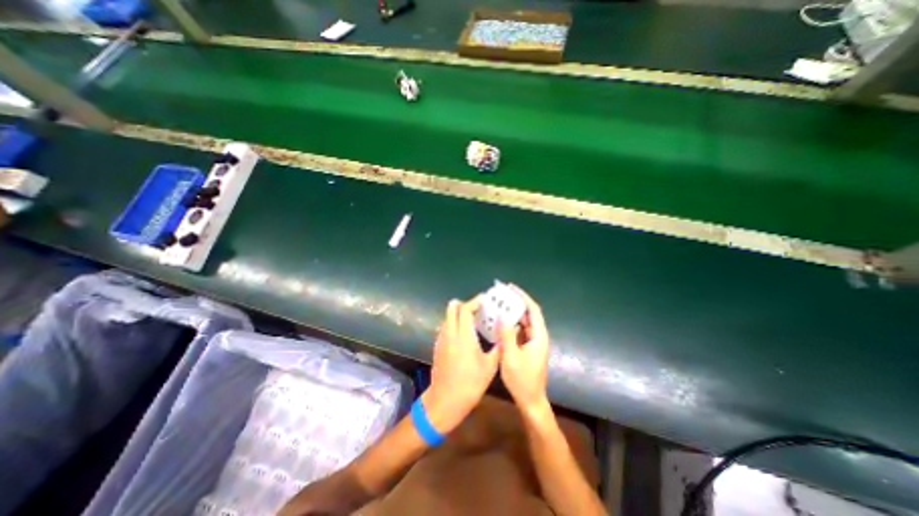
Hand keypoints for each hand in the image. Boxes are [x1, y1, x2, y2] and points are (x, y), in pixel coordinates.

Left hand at [425, 296, 501, 432]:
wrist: (445, 400)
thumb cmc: (470, 384)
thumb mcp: (489, 367)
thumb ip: (498, 348)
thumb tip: (504, 336)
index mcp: (463, 336)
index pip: (465, 309)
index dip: (475, 302)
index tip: (484, 300)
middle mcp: (450, 333)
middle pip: (452, 308)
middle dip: (464, 304)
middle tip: (477, 309)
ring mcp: (441, 339)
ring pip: (447, 317)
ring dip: (458, 314)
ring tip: (472, 320)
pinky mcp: (437, 346)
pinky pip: (445, 327)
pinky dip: (453, 323)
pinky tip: (463, 334)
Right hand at [501, 283, 546, 416]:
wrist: (531, 401)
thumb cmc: (522, 380)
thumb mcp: (511, 357)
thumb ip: (506, 335)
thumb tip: (501, 316)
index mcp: (539, 336)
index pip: (533, 310)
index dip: (523, 297)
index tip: (511, 288)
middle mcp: (539, 336)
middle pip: (530, 314)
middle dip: (517, 302)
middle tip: (502, 294)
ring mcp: (534, 342)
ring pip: (525, 321)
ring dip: (515, 312)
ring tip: (501, 304)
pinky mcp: (529, 348)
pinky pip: (521, 330)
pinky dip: (513, 323)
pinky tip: (502, 322)